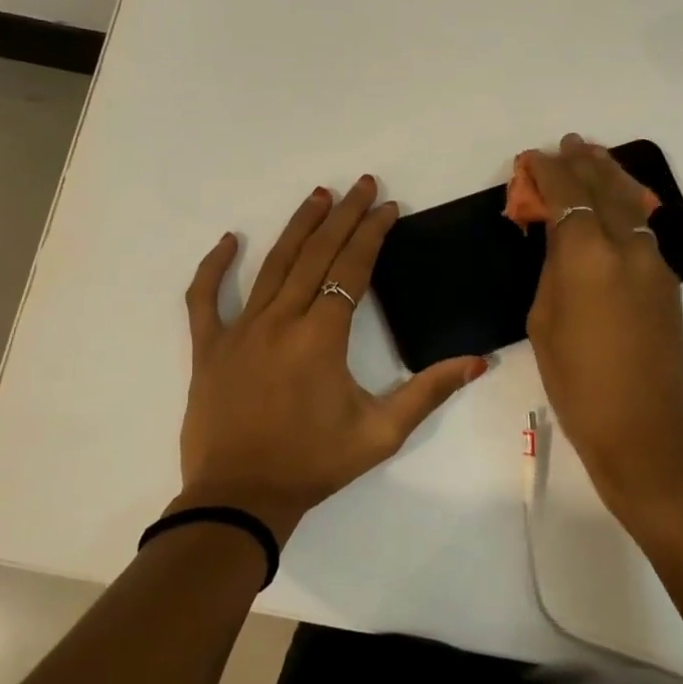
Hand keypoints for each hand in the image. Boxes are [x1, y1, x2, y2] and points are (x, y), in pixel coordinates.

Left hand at [177, 176, 486, 539]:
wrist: (241, 497)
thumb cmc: (314, 464)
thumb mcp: (381, 433)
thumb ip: (429, 392)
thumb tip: (478, 361)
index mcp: (321, 336)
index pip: (351, 269)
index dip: (371, 234)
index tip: (387, 207)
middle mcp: (280, 320)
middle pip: (315, 255)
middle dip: (342, 217)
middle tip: (360, 185)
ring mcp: (239, 330)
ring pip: (271, 265)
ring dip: (297, 228)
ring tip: (317, 196)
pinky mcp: (209, 348)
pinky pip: (204, 298)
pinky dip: (213, 267)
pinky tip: (228, 241)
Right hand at [525, 136, 682, 521]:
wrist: (643, 428)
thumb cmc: (577, 383)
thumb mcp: (544, 322)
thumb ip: (553, 270)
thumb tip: (561, 244)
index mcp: (588, 256)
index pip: (567, 196)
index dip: (547, 172)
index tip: (533, 157)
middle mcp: (627, 247)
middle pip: (606, 188)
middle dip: (584, 162)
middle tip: (569, 143)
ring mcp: (655, 263)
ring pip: (633, 203)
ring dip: (612, 177)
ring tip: (595, 158)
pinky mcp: (669, 282)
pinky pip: (645, 229)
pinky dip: (627, 207)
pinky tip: (617, 206)